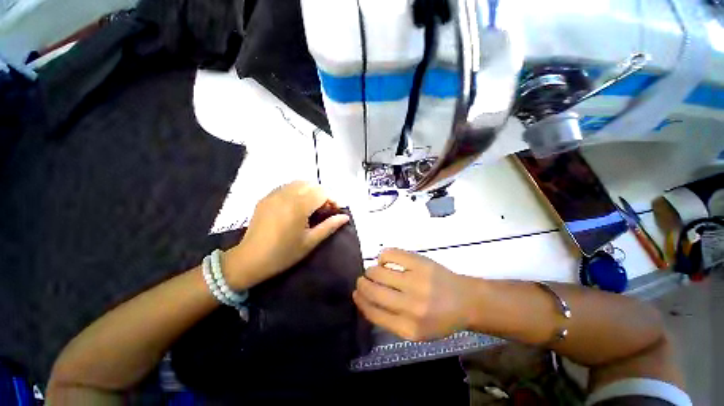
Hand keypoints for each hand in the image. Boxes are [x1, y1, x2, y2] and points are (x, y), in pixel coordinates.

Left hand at [225, 181, 348, 288]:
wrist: (249, 260)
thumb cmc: (283, 254)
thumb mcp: (310, 242)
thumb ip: (329, 226)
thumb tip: (345, 217)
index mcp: (298, 206)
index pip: (322, 192)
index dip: (333, 200)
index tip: (335, 211)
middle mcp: (286, 195)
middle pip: (311, 184)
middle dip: (322, 194)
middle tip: (324, 210)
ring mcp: (274, 194)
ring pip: (299, 183)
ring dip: (310, 191)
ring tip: (312, 207)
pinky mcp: (266, 197)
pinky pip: (286, 187)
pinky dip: (297, 191)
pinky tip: (297, 206)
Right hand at [353, 248, 473, 340]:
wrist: (466, 300)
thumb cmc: (440, 319)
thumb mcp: (416, 332)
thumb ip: (390, 320)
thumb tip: (365, 300)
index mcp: (408, 328)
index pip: (372, 312)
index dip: (360, 301)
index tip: (356, 293)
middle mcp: (410, 305)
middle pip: (372, 290)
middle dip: (362, 284)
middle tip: (362, 280)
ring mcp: (415, 280)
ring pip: (377, 271)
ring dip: (371, 270)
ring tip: (375, 271)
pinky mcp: (419, 262)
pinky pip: (389, 253)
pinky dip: (382, 256)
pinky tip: (385, 260)